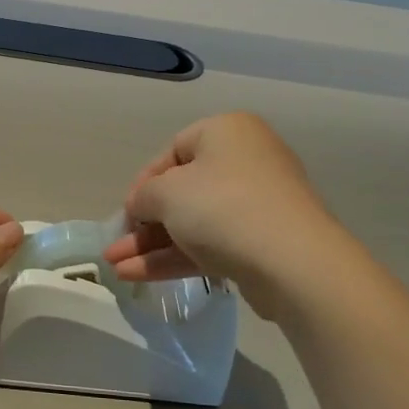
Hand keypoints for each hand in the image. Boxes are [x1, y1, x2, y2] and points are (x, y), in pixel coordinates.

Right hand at [102, 113, 338, 316]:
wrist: (292, 262)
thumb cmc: (222, 207)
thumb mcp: (167, 193)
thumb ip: (144, 196)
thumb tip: (141, 206)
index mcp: (227, 133)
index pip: (173, 151)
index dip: (144, 181)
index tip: (127, 210)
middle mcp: (245, 162)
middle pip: (183, 191)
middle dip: (144, 222)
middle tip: (116, 244)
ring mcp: (256, 205)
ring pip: (193, 222)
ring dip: (152, 245)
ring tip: (116, 267)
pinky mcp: (260, 244)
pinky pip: (210, 245)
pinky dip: (175, 258)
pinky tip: (138, 275)